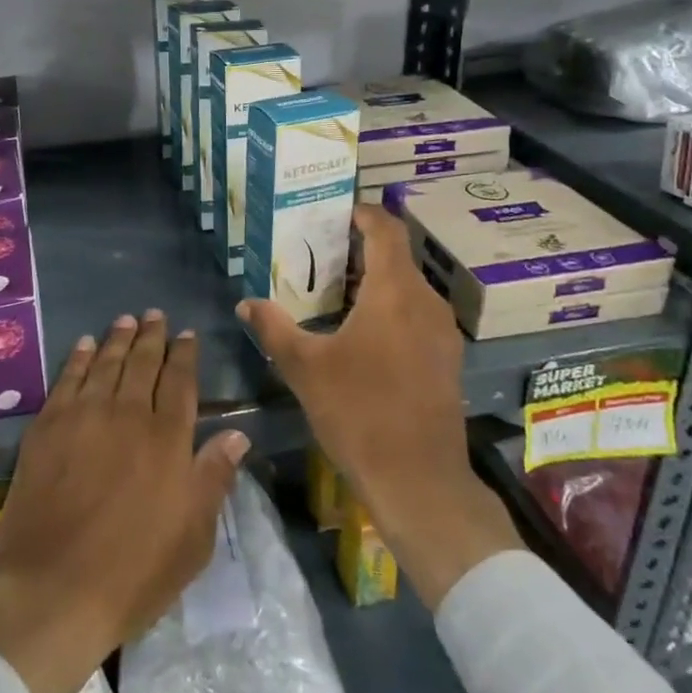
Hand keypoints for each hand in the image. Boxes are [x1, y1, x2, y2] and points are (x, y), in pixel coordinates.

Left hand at [0, 310, 248, 692]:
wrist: (54, 589)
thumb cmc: (134, 571)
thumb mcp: (193, 536)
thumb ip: (214, 477)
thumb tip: (237, 433)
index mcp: (168, 439)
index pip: (180, 382)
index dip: (185, 355)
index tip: (188, 334)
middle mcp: (128, 414)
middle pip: (143, 363)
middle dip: (152, 336)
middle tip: (155, 315)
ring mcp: (85, 416)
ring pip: (106, 363)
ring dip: (118, 338)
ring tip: (126, 319)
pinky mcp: (47, 426)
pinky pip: (67, 379)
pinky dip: (78, 358)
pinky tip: (84, 345)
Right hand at [239, 204, 521, 608]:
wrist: (419, 480)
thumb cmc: (359, 412)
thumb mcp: (305, 367)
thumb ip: (273, 327)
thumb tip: (245, 303)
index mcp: (394, 292)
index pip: (386, 229)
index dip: (363, 213)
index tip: (336, 212)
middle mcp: (425, 302)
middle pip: (396, 257)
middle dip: (360, 249)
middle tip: (319, 253)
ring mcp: (442, 332)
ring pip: (407, 287)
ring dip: (374, 280)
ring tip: (334, 291)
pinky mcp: (445, 359)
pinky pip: (416, 313)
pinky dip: (390, 307)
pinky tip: (360, 332)